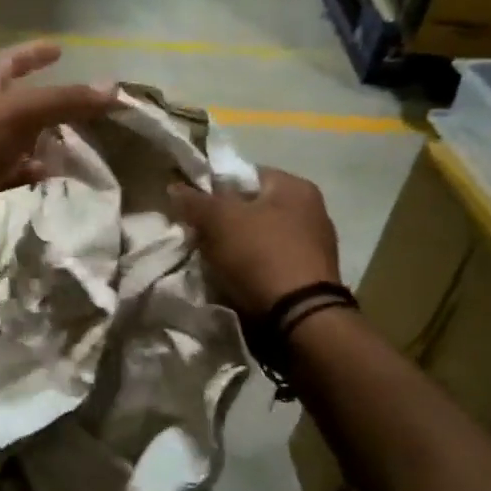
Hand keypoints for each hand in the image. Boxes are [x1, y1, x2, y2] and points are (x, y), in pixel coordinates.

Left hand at [0, 40, 116, 251]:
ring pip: (14, 138)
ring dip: (41, 137)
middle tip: (78, 103)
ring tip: (73, 139)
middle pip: (13, 100)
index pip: (7, 60)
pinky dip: (30, 169)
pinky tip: (49, 173)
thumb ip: (65, 100)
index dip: (33, 53)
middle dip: (45, 100)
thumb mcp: (20, 115)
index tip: (60, 50)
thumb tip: (114, 89)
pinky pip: (9, 170)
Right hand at [168, 166, 340, 316]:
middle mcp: (312, 209)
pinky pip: (271, 260)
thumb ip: (195, 201)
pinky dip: (252, 266)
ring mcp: (315, 243)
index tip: (194, 207)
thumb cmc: (260, 255)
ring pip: (260, 235)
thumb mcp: (219, 221)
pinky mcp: (310, 274)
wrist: (298, 315)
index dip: (215, 187)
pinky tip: (236, 278)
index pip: (245, 174)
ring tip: (214, 260)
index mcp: (296, 186)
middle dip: (224, 220)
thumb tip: (175, 186)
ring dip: (236, 245)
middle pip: (252, 206)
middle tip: (200, 235)